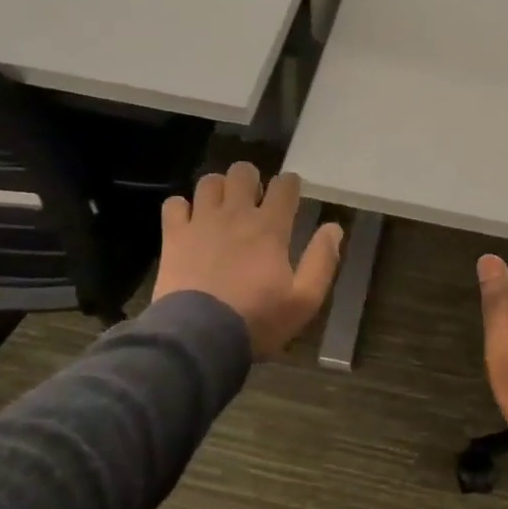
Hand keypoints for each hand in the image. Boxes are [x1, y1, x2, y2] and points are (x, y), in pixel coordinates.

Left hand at [152, 163, 344, 357]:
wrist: (200, 337)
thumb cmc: (257, 320)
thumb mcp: (304, 300)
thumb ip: (322, 261)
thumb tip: (334, 228)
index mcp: (270, 227)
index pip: (284, 186)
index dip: (289, 184)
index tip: (290, 193)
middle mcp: (235, 214)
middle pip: (243, 172)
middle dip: (251, 179)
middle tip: (253, 200)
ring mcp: (201, 222)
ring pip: (209, 182)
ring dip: (218, 189)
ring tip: (221, 207)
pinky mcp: (174, 236)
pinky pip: (174, 204)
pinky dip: (182, 208)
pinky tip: (189, 223)